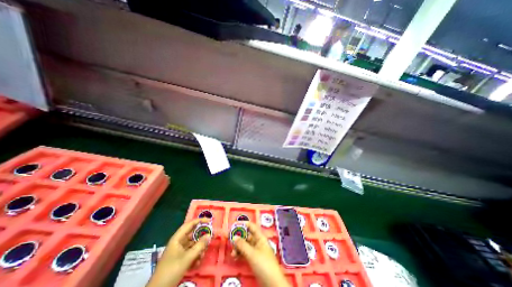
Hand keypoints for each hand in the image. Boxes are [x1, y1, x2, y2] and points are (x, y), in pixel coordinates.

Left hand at [147, 219, 210, 285]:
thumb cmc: (171, 271)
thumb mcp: (187, 258)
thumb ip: (199, 246)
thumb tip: (209, 235)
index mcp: (177, 238)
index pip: (190, 224)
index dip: (200, 221)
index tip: (210, 221)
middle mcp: (179, 242)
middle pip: (193, 234)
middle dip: (202, 236)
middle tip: (211, 237)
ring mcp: (179, 250)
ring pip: (193, 244)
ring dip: (199, 248)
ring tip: (202, 255)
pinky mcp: (180, 258)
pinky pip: (191, 252)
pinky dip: (196, 255)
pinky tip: (197, 263)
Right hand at [234, 222, 291, 286]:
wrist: (272, 283)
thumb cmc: (263, 264)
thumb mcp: (252, 254)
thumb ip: (242, 245)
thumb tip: (234, 237)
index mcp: (260, 237)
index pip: (251, 226)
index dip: (243, 224)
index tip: (234, 225)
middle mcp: (258, 242)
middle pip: (247, 236)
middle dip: (238, 237)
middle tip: (229, 240)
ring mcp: (256, 251)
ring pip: (245, 245)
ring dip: (238, 247)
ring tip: (233, 253)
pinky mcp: (254, 259)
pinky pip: (245, 253)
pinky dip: (240, 254)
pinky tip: (235, 257)